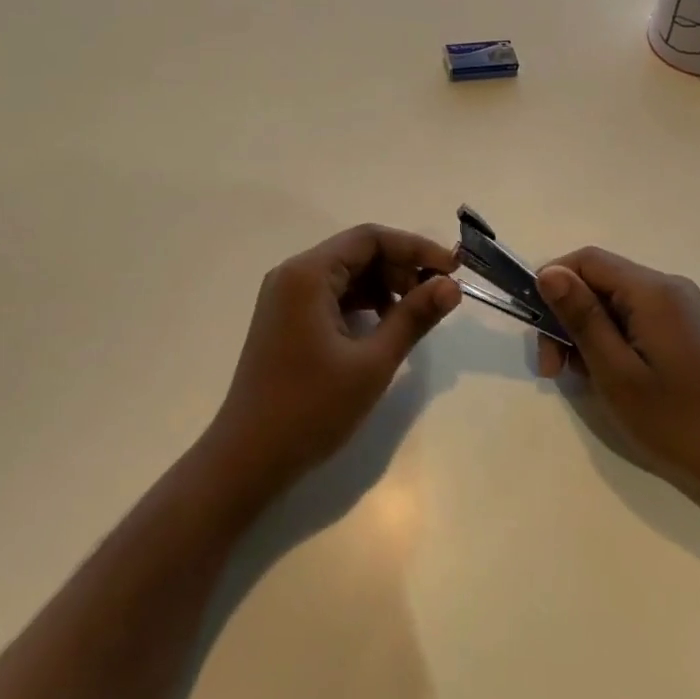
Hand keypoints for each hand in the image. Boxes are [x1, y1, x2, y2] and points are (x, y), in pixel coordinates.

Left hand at [205, 224, 460, 497]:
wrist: (247, 459)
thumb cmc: (310, 408)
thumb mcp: (372, 363)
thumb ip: (413, 317)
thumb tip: (451, 285)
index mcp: (308, 274)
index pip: (370, 238)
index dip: (415, 248)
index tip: (452, 270)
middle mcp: (293, 274)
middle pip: (357, 253)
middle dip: (401, 268)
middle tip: (436, 297)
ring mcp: (285, 298)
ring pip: (346, 275)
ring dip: (383, 287)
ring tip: (414, 315)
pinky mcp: (286, 320)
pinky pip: (332, 296)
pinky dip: (362, 304)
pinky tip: (383, 328)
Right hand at [535, 248, 699, 512]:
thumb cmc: (677, 422)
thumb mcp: (616, 372)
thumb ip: (581, 317)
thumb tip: (548, 272)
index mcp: (653, 291)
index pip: (586, 260)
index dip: (553, 285)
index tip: (539, 332)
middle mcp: (669, 288)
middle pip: (600, 281)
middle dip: (569, 317)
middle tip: (554, 370)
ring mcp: (683, 309)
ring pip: (615, 303)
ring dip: (589, 333)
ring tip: (584, 381)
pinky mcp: (687, 331)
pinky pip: (636, 319)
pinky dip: (613, 341)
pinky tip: (612, 378)